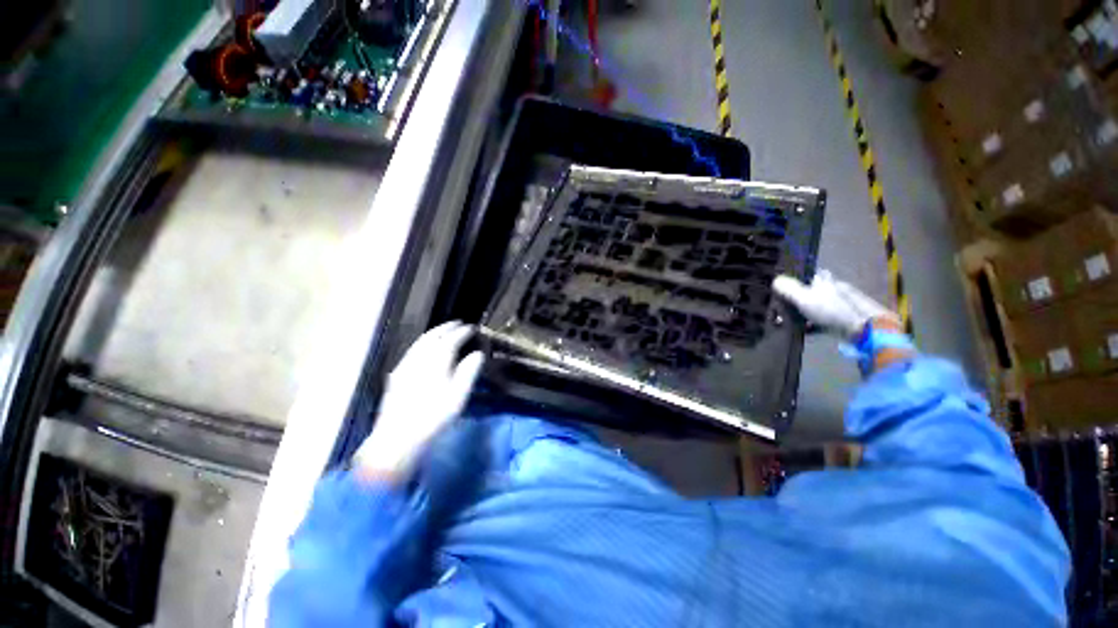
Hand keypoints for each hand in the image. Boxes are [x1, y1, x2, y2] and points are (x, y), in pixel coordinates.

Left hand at [354, 321, 484, 481]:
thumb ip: (468, 372)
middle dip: (446, 328)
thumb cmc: (433, 418)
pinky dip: (422, 343)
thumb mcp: (458, 397)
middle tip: (458, 323)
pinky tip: (425, 348)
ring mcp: (405, 366)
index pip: (450, 340)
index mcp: (435, 362)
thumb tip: (477, 354)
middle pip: (432, 337)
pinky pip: (412, 350)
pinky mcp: (397, 375)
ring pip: (420, 342)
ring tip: (444, 331)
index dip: (461, 332)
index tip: (471, 328)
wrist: (397, 439)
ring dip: (434, 333)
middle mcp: (418, 359)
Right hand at [772, 270, 897, 339]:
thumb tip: (775, 280)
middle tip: (786, 305)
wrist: (864, 329)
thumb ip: (788, 288)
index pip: (812, 273)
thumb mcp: (804, 298)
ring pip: (819, 306)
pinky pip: (824, 320)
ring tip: (791, 320)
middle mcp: (834, 289)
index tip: (788, 283)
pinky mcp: (844, 320)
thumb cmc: (833, 310)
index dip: (800, 276)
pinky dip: (814, 324)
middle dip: (801, 297)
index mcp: (826, 280)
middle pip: (814, 290)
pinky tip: (806, 330)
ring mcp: (841, 305)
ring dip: (806, 312)